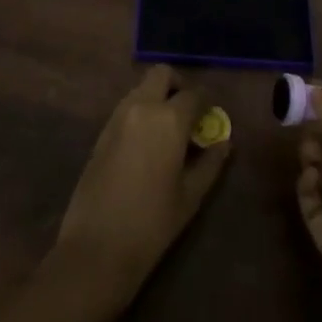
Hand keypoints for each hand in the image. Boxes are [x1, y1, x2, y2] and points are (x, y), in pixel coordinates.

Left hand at [54, 65, 229, 303]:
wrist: (97, 247)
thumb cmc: (152, 223)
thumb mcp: (191, 195)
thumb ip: (211, 163)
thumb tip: (224, 142)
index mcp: (168, 119)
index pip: (194, 94)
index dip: (207, 103)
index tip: (213, 118)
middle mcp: (141, 107)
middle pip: (161, 75)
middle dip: (179, 86)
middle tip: (190, 114)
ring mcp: (116, 117)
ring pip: (141, 88)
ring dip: (158, 98)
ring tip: (170, 132)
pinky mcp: (101, 132)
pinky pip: (126, 107)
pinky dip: (141, 112)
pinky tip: (148, 144)